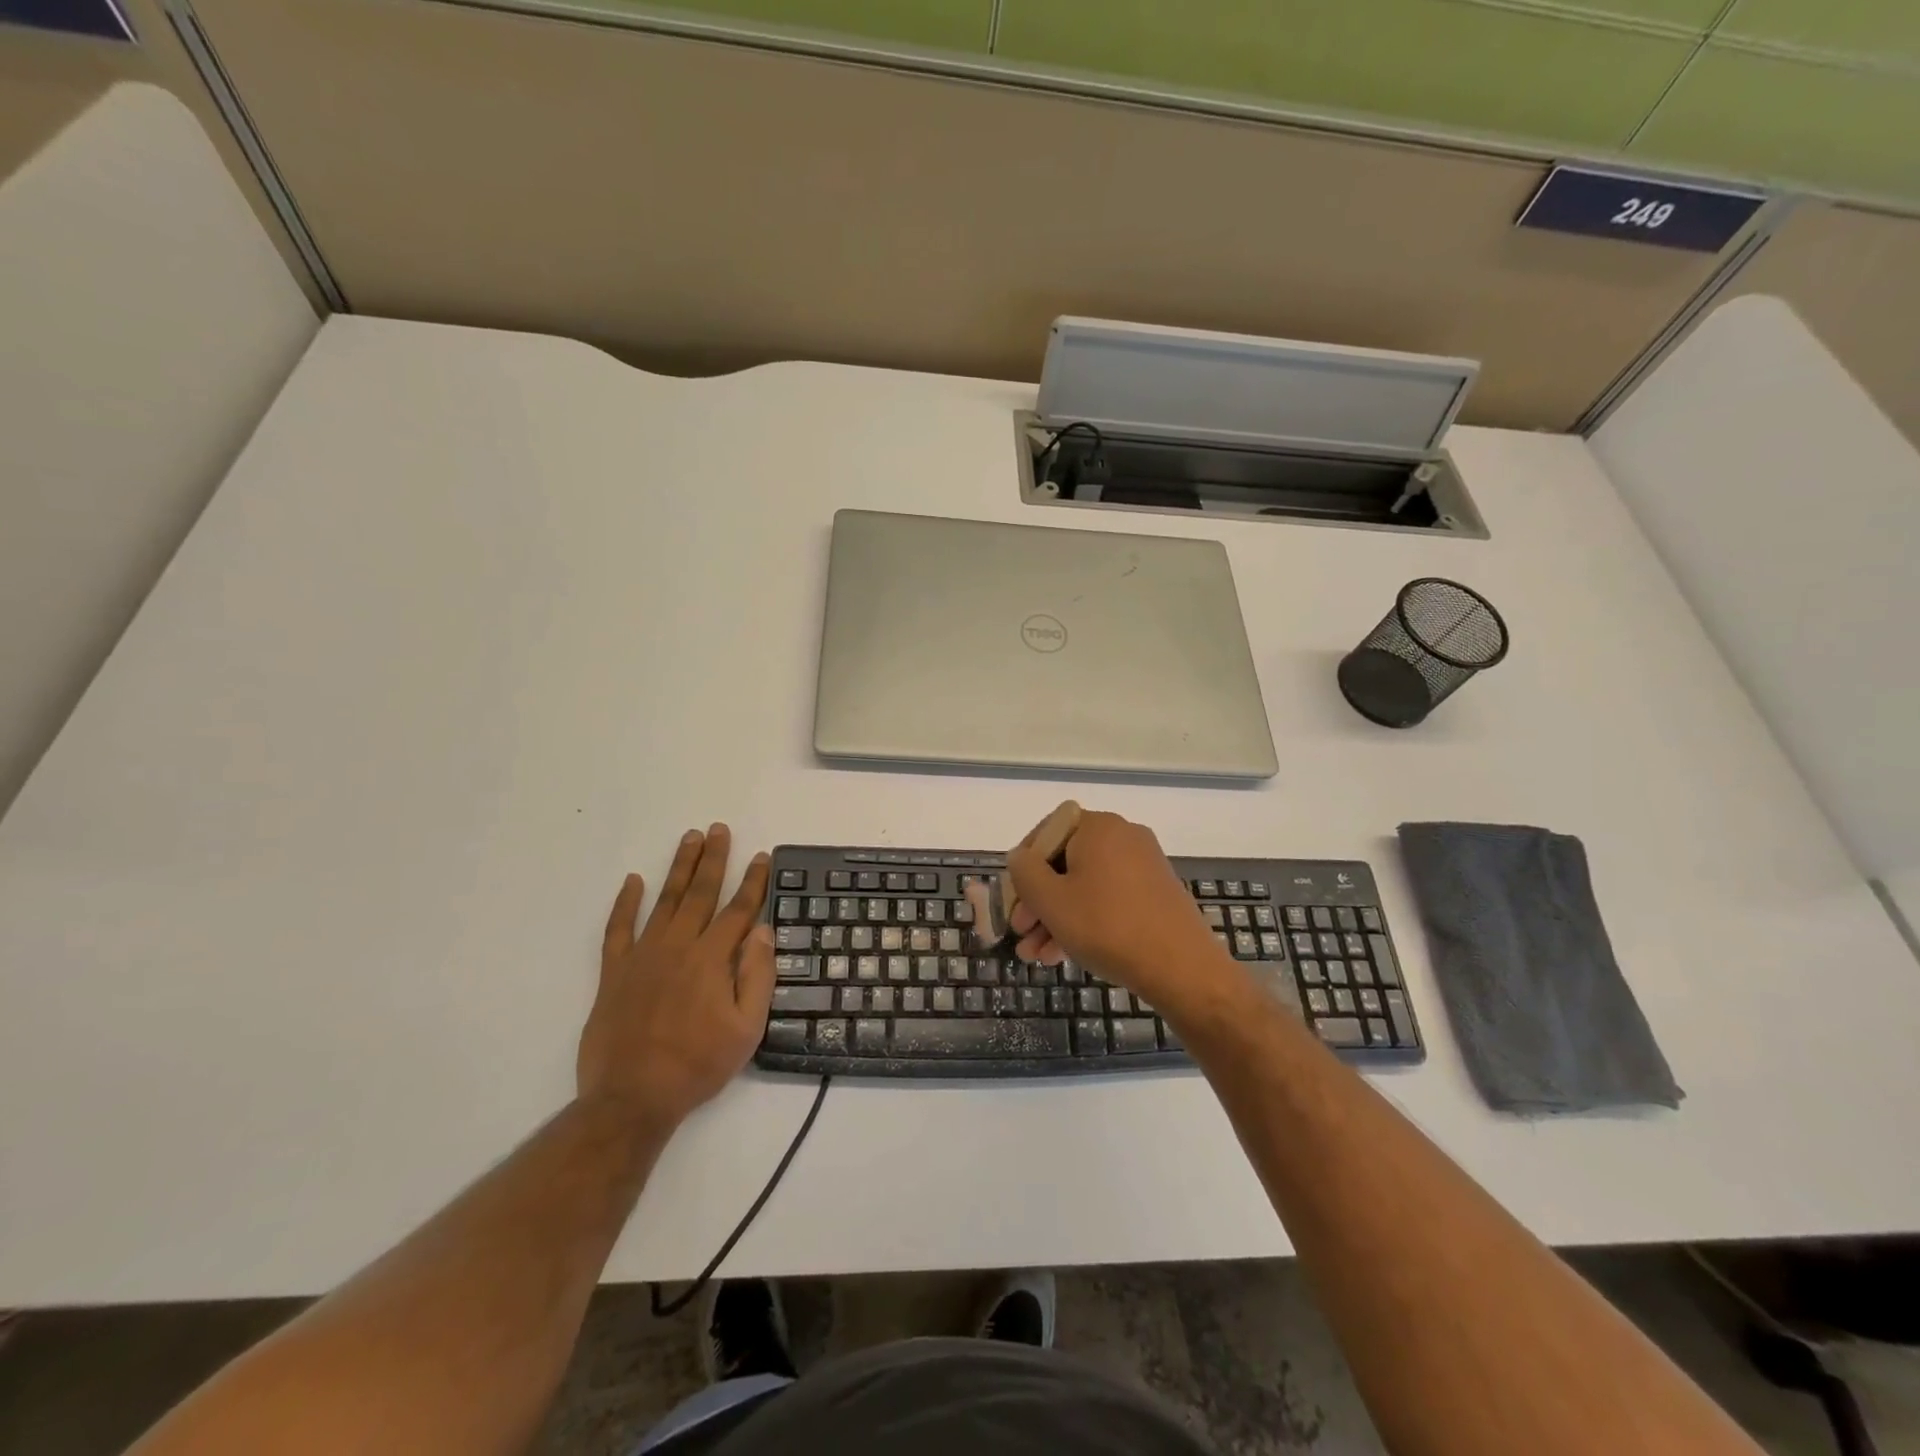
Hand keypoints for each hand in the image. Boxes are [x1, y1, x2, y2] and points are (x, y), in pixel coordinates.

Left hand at [578, 824, 775, 1130]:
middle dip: (714, 859)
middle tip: (719, 829)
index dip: (753, 881)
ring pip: (665, 901)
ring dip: (679, 868)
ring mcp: (643, 956)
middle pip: (701, 893)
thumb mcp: (746, 1028)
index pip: (739, 910)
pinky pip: (618, 928)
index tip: (761, 856)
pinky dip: (625, 903)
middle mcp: (679, 946)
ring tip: (690, 838)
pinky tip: (633, 880)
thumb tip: (762, 930)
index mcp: (712, 959)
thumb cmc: (698, 1064)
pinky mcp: (615, 971)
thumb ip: (757, 975)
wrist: (632, 1098)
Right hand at [1007, 810, 1234, 1014]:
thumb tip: (1020, 857)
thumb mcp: (1050, 900)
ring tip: (1037, 957)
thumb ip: (1024, 871)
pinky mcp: (1156, 893)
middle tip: (1021, 933)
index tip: (1013, 899)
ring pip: (1085, 886)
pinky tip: (1065, 955)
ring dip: (1056, 918)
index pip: (1046, 832)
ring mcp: (1143, 865)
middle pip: (1065, 863)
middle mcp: (1123, 837)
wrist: (1183, 968)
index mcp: (1098, 827)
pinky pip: (1108, 899)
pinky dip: (1085, 920)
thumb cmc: (1107, 927)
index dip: (1023, 866)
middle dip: (1038, 901)